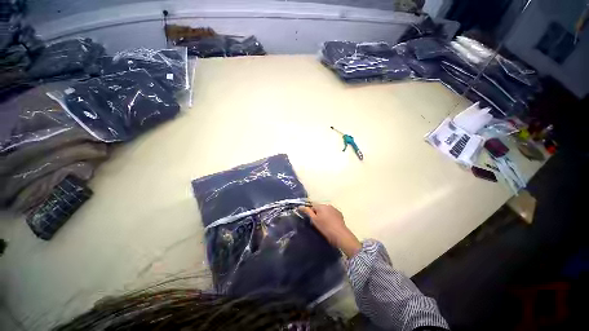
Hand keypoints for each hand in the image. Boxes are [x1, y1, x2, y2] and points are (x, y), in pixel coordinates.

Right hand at [299, 203, 361, 257]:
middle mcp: (328, 205)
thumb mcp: (314, 220)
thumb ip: (307, 212)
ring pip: (326, 211)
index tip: (312, 220)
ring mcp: (334, 209)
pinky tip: (331, 224)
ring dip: (324, 215)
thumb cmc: (325, 227)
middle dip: (318, 214)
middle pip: (319, 208)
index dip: (311, 213)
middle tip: (318, 223)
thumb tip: (300, 206)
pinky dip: (330, 217)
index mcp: (321, 206)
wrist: (340, 235)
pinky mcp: (339, 214)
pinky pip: (332, 213)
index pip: (312, 206)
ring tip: (325, 224)